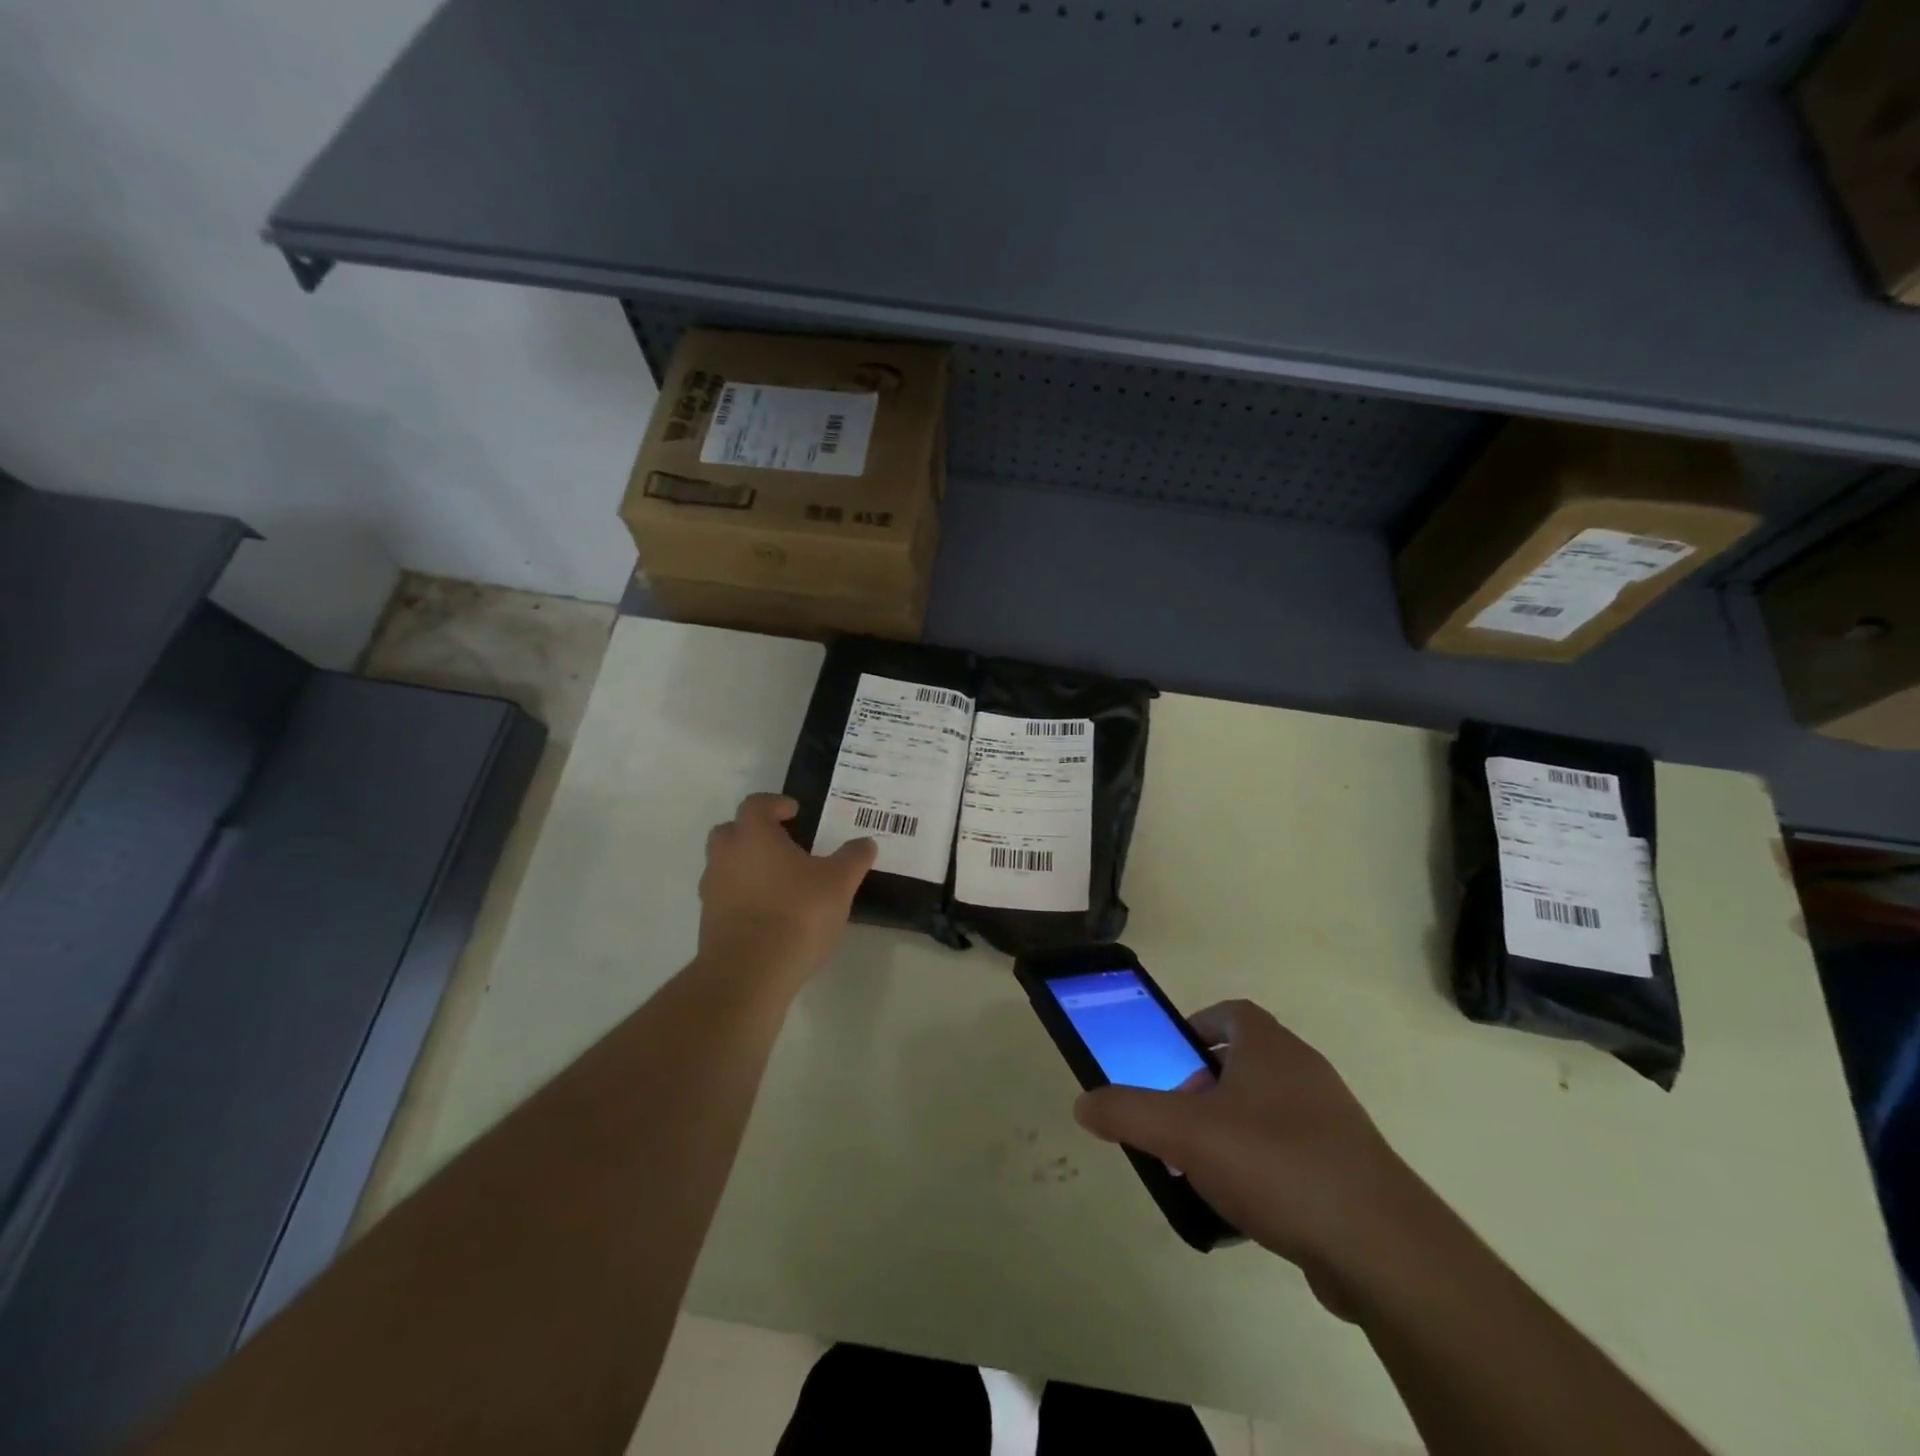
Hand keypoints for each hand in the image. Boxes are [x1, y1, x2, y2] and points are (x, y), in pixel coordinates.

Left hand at [696, 793, 876, 986]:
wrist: (750, 974)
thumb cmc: (797, 913)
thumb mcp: (839, 883)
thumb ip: (853, 858)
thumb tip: (866, 842)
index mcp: (753, 836)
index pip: (756, 804)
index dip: (774, 804)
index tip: (794, 812)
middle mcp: (726, 857)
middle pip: (731, 832)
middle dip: (754, 833)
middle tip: (782, 844)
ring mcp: (713, 891)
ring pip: (725, 866)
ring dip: (747, 867)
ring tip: (780, 883)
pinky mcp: (709, 924)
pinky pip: (726, 898)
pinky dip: (744, 898)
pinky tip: (771, 915)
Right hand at [1073, 1000, 1426, 1313]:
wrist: (1381, 1247)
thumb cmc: (1276, 1163)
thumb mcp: (1185, 1134)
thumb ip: (1128, 1113)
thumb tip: (1083, 1102)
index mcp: (1270, 1048)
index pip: (1231, 1012)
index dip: (1196, 1026)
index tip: (1171, 1060)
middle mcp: (1304, 1072)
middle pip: (1244, 1063)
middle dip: (1203, 1088)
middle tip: (1176, 1123)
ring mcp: (1332, 1122)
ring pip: (1267, 1110)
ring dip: (1230, 1130)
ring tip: (1201, 1170)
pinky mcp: (1349, 1170)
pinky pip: (1292, 1153)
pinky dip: (1262, 1168)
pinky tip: (1243, 1209)